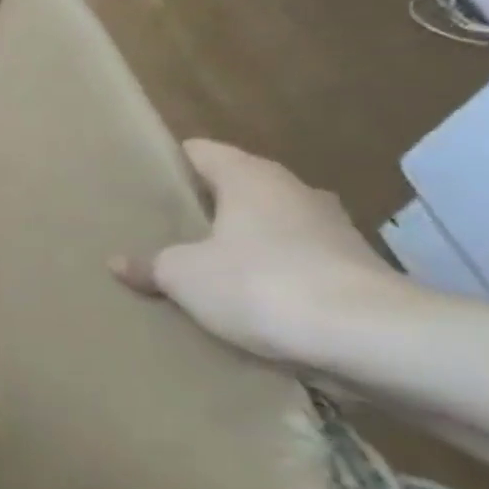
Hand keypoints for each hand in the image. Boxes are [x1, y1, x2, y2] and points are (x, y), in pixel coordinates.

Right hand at [111, 139, 401, 366]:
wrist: (369, 336)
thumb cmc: (260, 283)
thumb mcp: (182, 275)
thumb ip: (150, 264)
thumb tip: (119, 262)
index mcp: (251, 178)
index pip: (203, 152)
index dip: (172, 161)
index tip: (145, 175)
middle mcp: (295, 192)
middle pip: (240, 187)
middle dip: (207, 204)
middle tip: (165, 223)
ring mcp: (332, 230)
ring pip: (271, 225)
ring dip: (242, 240)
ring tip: (202, 261)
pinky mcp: (354, 269)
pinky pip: (296, 261)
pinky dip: (270, 272)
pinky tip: (245, 296)